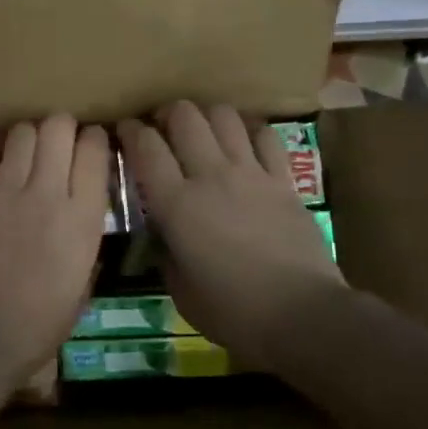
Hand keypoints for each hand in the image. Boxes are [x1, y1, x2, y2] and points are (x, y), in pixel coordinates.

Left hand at [0, 114, 111, 386]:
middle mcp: (48, 193)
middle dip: (61, 128)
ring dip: (27, 136)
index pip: (95, 151)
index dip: (95, 140)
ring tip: (24, 152)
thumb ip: (84, 246)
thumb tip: (78, 223)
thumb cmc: (38, 326)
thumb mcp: (81, 287)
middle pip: (58, 127)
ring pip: (22, 132)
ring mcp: (6, 191)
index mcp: (83, 219)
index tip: (90, 146)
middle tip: (57, 143)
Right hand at [117, 102, 344, 363]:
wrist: (303, 314)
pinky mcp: (284, 180)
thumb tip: (163, 231)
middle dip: (167, 114)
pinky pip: (265, 136)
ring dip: (206, 116)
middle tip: (163, 129)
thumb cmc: (233, 311)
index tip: (124, 131)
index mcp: (176, 204)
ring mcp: (251, 173)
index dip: (130, 131)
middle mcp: (211, 176)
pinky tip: (243, 142)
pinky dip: (249, 131)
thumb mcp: (180, 290)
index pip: (146, 147)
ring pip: (224, 116)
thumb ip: (166, 251)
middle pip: (184, 117)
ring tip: (202, 131)